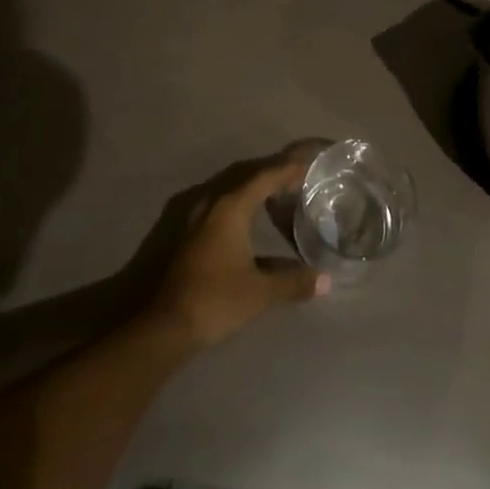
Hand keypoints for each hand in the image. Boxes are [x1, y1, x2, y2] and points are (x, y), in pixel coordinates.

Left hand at [146, 155, 328, 351]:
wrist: (164, 325)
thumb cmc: (215, 300)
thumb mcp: (259, 292)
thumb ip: (293, 282)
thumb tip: (325, 280)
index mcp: (230, 207)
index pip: (264, 177)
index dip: (287, 168)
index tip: (308, 163)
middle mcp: (211, 202)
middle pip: (246, 178)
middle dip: (272, 174)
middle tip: (296, 176)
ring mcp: (195, 217)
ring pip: (230, 191)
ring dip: (254, 189)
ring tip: (277, 194)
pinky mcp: (187, 234)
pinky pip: (219, 206)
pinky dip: (239, 204)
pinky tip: (249, 220)